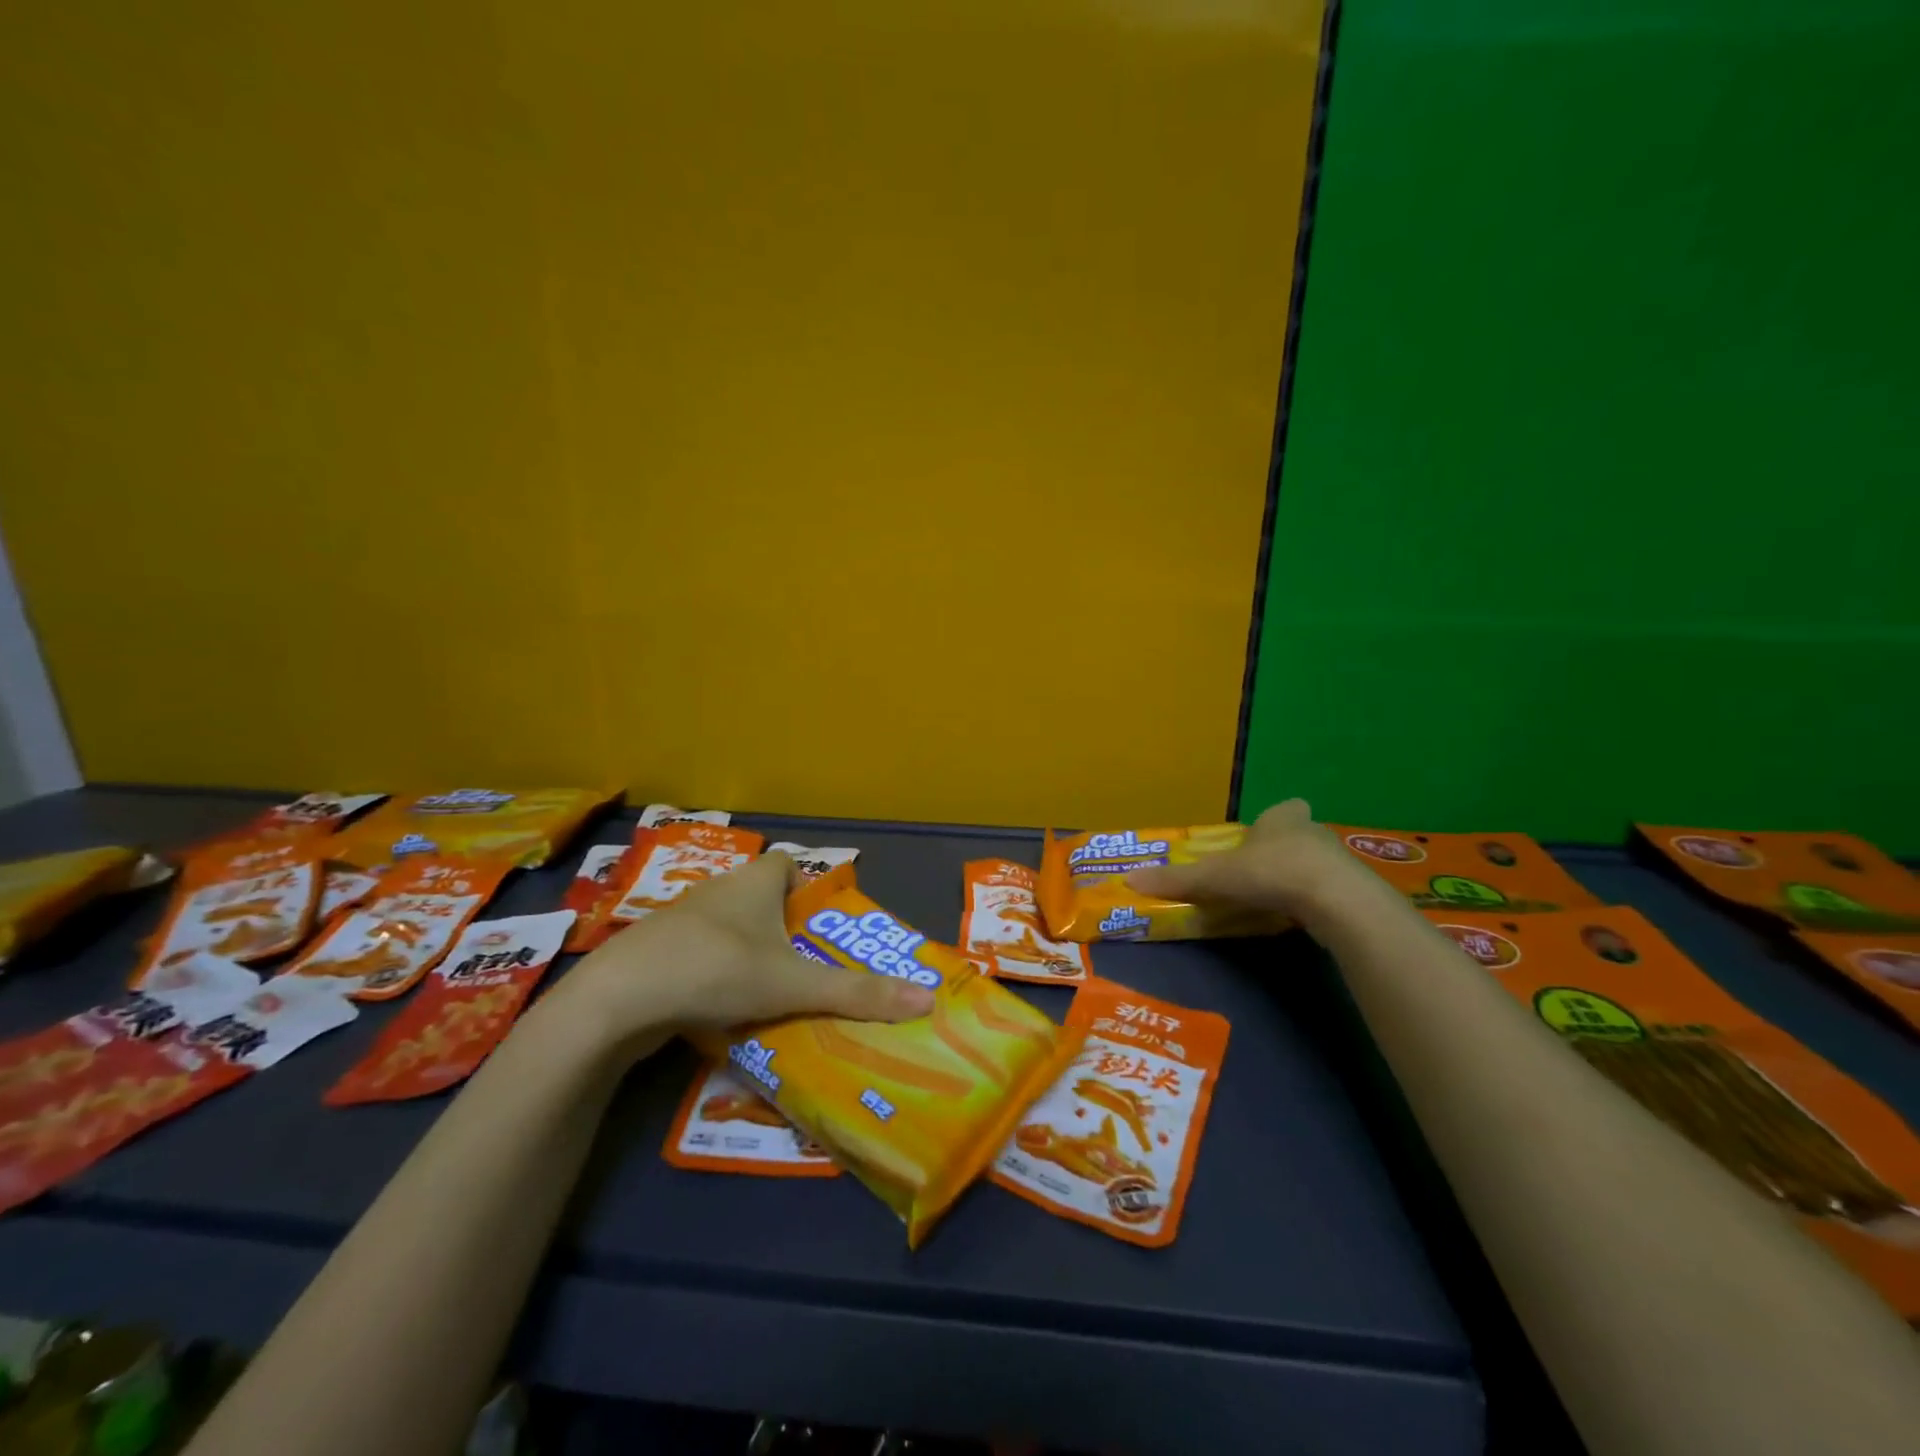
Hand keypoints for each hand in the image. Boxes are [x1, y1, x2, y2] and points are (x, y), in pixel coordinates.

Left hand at [559, 852, 935, 1041]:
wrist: (617, 1000)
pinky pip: (703, 958)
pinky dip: (720, 977)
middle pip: (763, 900)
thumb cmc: (715, 969)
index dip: (809, 889)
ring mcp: (684, 923)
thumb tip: (926, 999)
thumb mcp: (793, 983)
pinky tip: (728, 1011)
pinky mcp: (659, 955)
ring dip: (753, 956)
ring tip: (778, 995)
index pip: (788, 864)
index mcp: (753, 881)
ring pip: (732, 931)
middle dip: (787, 930)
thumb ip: (857, 993)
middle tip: (813, 967)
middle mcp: (719, 891)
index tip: (824, 928)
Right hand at [1124, 799, 1361, 918]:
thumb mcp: (1214, 877)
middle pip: (1297, 837)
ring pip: (1315, 864)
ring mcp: (1338, 861)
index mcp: (1282, 817)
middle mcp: (1313, 831)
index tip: (1257, 840)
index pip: (1282, 810)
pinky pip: (1329, 892)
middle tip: (1258, 875)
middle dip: (1280, 852)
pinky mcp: (1354, 891)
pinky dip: (1315, 902)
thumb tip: (1129, 879)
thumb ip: (1176, 879)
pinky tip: (1301, 919)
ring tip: (1277, 901)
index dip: (1270, 823)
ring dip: (1299, 878)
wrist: (1336, 900)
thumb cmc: (1271, 872)